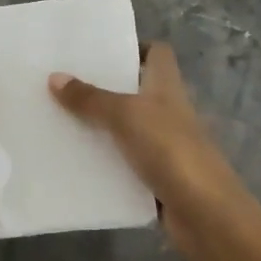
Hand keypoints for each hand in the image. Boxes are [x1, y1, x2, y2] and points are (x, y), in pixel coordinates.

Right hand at [49, 44, 243, 237]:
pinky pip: (122, 161)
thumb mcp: (125, 115)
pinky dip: (103, 160)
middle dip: (102, 86)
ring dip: (98, 125)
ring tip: (57, 118)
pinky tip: (73, 159)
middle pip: (134, 89)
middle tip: (63, 82)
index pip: (156, 53)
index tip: (98, 50)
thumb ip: (91, 98)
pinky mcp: (155, 176)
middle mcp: (166, 110)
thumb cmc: (170, 150)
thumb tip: (54, 77)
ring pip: (125, 127)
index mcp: (166, 86)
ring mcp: (162, 145)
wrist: (205, 214)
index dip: (133, 46)